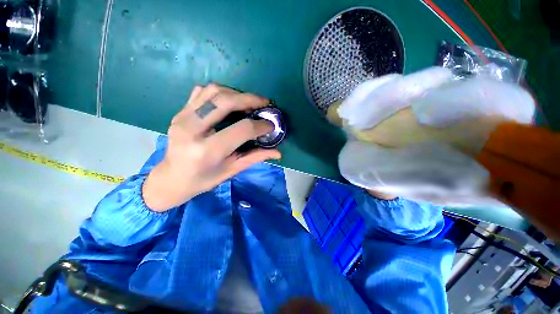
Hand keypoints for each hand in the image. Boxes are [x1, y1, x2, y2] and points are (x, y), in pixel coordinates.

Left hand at [142, 84, 280, 211]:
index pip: (242, 129)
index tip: (271, 126)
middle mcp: (192, 130)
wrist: (171, 178)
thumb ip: (255, 157)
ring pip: (214, 91)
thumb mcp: (232, 170)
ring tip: (249, 102)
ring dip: (236, 93)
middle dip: (250, 99)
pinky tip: (229, 102)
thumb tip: (278, 153)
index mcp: (207, 150)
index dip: (260, 125)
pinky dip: (220, 93)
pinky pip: (202, 92)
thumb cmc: (203, 179)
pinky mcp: (179, 112)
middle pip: (225, 101)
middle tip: (265, 103)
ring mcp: (182, 117)